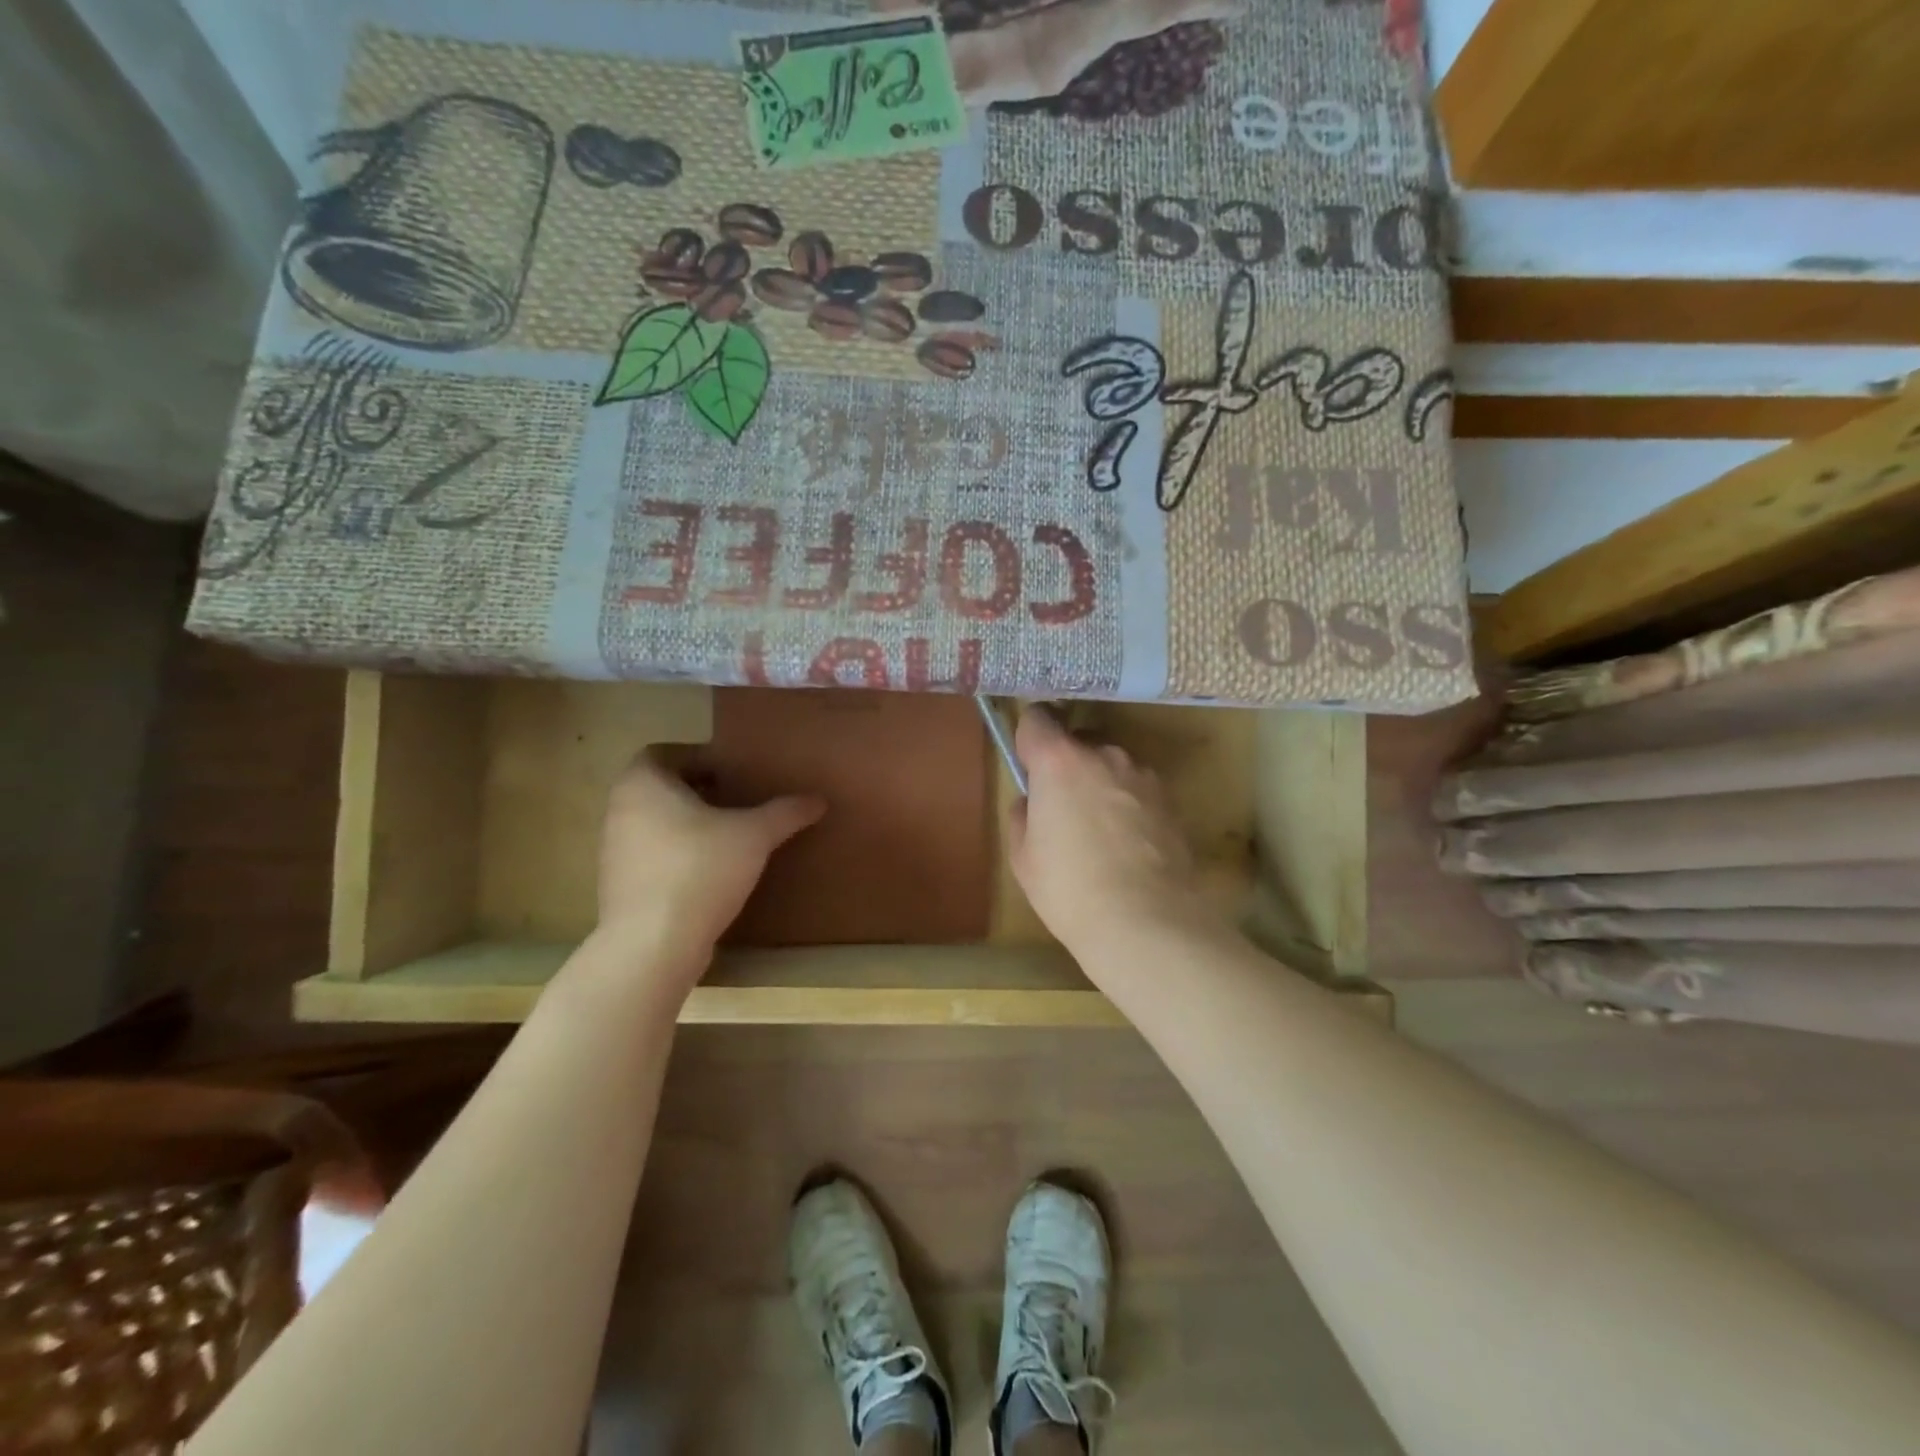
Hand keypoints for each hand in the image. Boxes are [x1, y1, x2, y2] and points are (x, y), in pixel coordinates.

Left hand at [596, 750, 824, 977]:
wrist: (652, 945)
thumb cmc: (699, 870)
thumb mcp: (754, 836)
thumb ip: (785, 813)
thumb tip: (819, 799)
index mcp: (642, 784)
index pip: (665, 753)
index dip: (699, 757)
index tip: (733, 772)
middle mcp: (620, 809)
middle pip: (660, 787)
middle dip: (698, 791)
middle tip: (738, 798)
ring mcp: (614, 850)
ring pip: (655, 822)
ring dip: (688, 824)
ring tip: (730, 835)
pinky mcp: (619, 885)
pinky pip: (652, 855)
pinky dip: (678, 854)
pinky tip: (712, 871)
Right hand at [1007, 707, 1209, 957]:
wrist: (1147, 922)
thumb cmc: (1070, 889)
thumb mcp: (1023, 857)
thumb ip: (1023, 815)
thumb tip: (1032, 802)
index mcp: (1059, 761)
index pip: (1038, 718)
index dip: (1029, 736)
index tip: (1028, 764)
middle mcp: (1104, 755)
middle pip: (1077, 743)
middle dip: (1067, 766)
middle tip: (1061, 810)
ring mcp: (1142, 775)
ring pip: (1110, 767)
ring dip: (1100, 785)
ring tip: (1100, 835)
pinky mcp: (1170, 800)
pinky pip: (1136, 790)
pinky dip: (1128, 806)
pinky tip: (1128, 847)